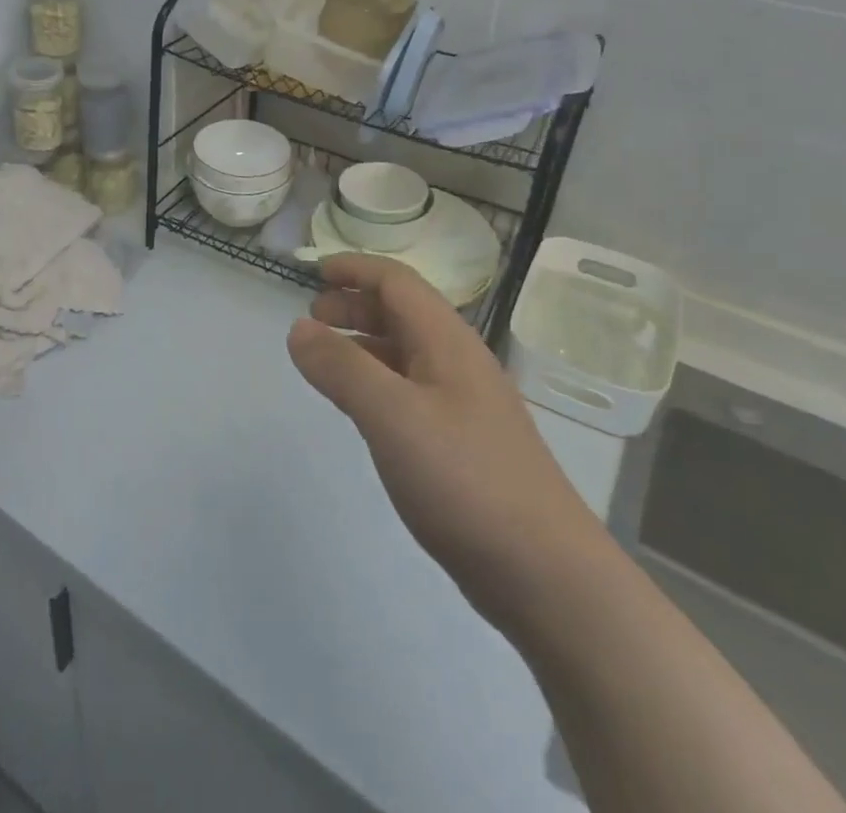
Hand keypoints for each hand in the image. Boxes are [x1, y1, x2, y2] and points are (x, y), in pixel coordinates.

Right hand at [287, 255, 604, 626]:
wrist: (546, 574)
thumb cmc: (466, 480)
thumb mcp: (393, 416)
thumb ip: (342, 367)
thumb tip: (298, 328)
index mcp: (447, 342)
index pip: (397, 282)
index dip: (355, 269)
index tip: (313, 272)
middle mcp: (458, 363)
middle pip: (402, 313)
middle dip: (355, 305)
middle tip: (312, 321)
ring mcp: (464, 405)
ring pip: (406, 354)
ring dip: (364, 344)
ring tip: (326, 360)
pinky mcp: (463, 445)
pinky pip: (411, 392)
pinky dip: (378, 382)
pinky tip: (363, 409)